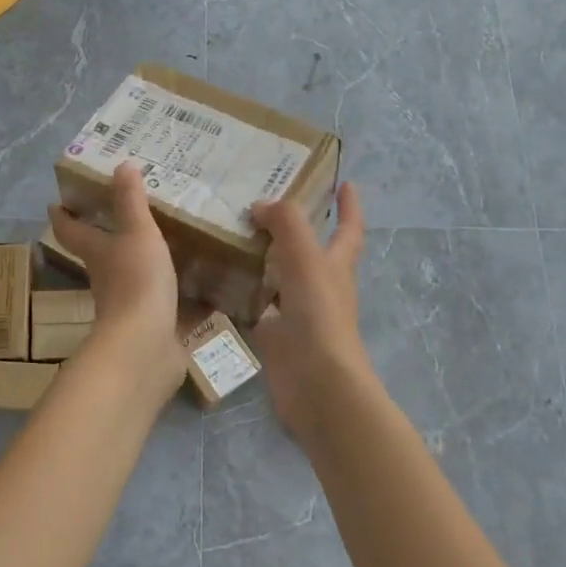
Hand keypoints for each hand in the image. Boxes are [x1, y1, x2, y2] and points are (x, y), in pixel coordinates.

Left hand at [48, 164, 184, 389]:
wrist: (146, 347)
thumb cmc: (136, 282)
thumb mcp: (137, 233)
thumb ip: (131, 200)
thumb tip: (121, 163)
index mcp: (98, 254)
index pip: (71, 231)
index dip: (63, 216)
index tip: (57, 203)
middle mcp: (108, 279)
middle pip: (101, 255)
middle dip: (108, 238)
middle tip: (127, 215)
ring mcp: (130, 306)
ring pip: (134, 279)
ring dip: (146, 265)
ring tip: (172, 244)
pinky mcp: (155, 326)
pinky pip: (167, 306)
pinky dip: (181, 296)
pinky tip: (204, 287)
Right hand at [251, 182, 369, 416]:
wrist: (316, 384)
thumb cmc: (319, 316)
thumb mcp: (307, 259)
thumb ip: (287, 224)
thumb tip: (261, 205)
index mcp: (337, 265)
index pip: (349, 228)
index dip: (349, 206)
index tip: (344, 183)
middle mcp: (320, 286)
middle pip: (310, 250)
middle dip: (294, 228)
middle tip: (262, 204)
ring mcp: (297, 312)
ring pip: (279, 276)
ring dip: (262, 257)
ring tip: (230, 234)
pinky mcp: (276, 335)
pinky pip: (256, 306)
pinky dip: (241, 292)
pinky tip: (216, 279)